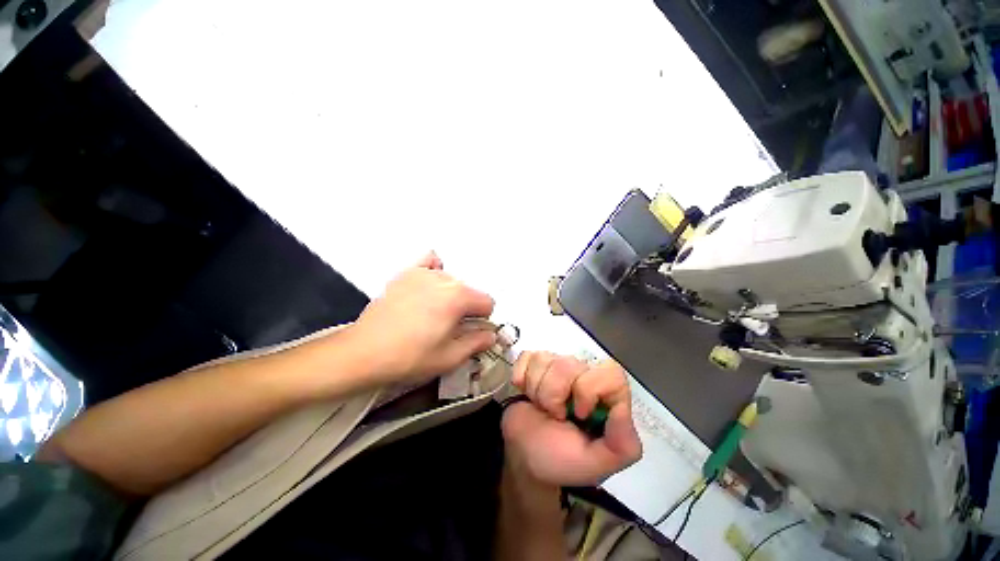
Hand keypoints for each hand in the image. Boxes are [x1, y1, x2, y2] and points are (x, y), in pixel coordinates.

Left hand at [346, 252, 497, 385]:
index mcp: (458, 297)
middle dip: (466, 308)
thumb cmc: (410, 357)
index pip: (487, 302)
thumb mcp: (450, 357)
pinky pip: (429, 263)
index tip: (469, 333)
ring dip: (451, 295)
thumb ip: (477, 343)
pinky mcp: (405, 273)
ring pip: (452, 281)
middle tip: (448, 328)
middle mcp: (444, 278)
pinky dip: (434, 271)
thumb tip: (491, 335)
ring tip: (432, 313)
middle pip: (470, 291)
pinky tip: (427, 287)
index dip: (483, 320)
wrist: (363, 352)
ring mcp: (422, 273)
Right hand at [501, 352, 641, 485]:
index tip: (579, 413)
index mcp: (605, 397)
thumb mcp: (596, 464)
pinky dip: (521, 377)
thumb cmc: (560, 461)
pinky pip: (526, 356)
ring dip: (537, 390)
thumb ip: (622, 445)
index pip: (609, 372)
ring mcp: (555, 367)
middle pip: (569, 363)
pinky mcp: (532, 364)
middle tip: (555, 416)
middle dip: (555, 394)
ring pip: (545, 359)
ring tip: (541, 409)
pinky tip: (525, 393)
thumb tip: (622, 409)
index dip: (589, 388)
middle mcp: (583, 376)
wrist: (522, 459)